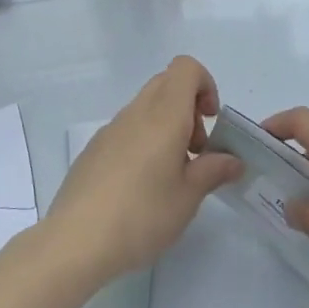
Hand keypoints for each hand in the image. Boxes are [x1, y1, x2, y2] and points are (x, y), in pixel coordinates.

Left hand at [46, 56, 242, 287]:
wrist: (76, 240)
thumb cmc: (142, 215)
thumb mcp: (188, 197)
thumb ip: (213, 171)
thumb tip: (233, 160)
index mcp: (163, 115)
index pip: (186, 67)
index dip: (205, 85)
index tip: (211, 122)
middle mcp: (136, 112)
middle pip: (167, 83)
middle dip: (189, 107)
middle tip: (195, 151)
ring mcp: (111, 128)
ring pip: (147, 106)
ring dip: (167, 126)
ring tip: (171, 175)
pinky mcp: (94, 148)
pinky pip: (128, 128)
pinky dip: (145, 141)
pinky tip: (141, 186)